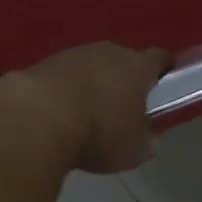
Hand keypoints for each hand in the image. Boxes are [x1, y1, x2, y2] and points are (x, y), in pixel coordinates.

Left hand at [0, 42, 169, 173]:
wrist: (38, 117)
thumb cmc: (98, 133)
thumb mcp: (133, 150)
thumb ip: (146, 140)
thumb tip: (148, 137)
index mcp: (138, 67)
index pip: (159, 58)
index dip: (163, 69)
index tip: (163, 83)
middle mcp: (109, 51)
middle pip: (123, 60)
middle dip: (123, 79)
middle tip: (120, 108)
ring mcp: (76, 53)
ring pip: (92, 66)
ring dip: (92, 84)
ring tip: (85, 114)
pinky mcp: (46, 62)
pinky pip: (65, 75)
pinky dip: (65, 89)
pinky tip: (58, 113)